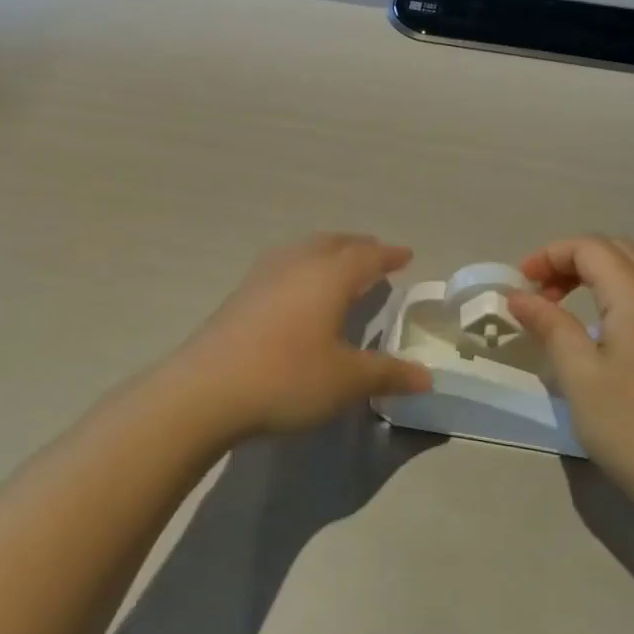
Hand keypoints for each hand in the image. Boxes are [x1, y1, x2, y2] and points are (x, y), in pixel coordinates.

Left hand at [175, 234, 432, 439]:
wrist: (205, 390)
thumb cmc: (287, 377)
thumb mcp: (346, 381)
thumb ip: (388, 374)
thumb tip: (427, 378)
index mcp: (329, 277)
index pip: (367, 256)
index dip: (389, 255)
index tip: (406, 255)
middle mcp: (297, 265)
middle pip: (333, 243)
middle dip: (357, 246)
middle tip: (374, 254)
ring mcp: (263, 277)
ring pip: (303, 250)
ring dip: (326, 252)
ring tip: (337, 265)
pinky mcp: (239, 295)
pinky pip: (282, 266)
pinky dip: (302, 267)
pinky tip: (296, 290)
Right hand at [507, 236, 633, 506]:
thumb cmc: (630, 424)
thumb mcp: (577, 373)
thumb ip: (549, 324)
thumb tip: (518, 295)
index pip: (589, 248)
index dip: (549, 256)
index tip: (520, 285)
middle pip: (616, 250)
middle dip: (572, 261)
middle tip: (541, 295)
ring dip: (602, 272)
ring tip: (573, 303)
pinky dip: (632, 289)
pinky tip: (621, 320)